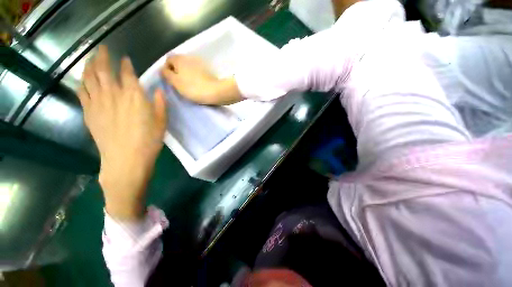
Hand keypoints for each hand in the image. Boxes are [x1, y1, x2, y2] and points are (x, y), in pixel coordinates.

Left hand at [78, 45, 166, 220]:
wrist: (126, 159)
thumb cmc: (149, 141)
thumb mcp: (162, 122)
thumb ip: (160, 104)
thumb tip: (159, 90)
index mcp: (134, 96)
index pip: (127, 73)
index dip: (126, 64)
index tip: (126, 59)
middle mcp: (113, 94)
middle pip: (103, 70)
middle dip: (103, 57)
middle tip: (103, 49)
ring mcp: (98, 102)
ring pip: (89, 78)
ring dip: (89, 66)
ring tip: (90, 59)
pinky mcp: (89, 113)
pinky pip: (82, 92)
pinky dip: (82, 83)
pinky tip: (83, 80)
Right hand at [160, 55, 241, 104]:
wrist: (216, 91)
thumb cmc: (193, 87)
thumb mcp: (175, 82)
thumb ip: (166, 74)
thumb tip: (163, 70)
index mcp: (179, 58)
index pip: (168, 60)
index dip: (167, 70)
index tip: (171, 81)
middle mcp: (189, 57)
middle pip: (179, 63)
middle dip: (177, 72)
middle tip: (180, 84)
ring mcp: (200, 63)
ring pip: (189, 68)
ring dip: (187, 75)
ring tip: (189, 86)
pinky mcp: (208, 70)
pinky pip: (198, 72)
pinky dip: (196, 77)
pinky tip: (198, 84)